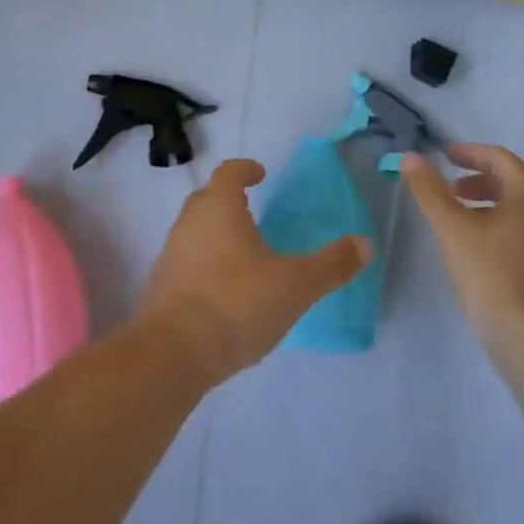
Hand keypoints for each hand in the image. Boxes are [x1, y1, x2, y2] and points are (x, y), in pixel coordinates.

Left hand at [138, 159, 370, 381]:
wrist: (172, 353)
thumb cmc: (237, 304)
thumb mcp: (296, 285)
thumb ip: (332, 264)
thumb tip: (365, 244)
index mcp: (219, 209)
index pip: (228, 173)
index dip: (245, 169)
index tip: (260, 174)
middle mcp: (188, 224)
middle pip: (206, 199)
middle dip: (228, 201)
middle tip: (252, 211)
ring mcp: (169, 255)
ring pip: (193, 233)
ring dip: (214, 235)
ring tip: (242, 254)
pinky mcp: (159, 288)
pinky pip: (185, 264)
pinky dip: (203, 267)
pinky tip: (222, 292)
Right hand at [400, 145, 523, 343]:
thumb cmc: (490, 271)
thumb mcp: (452, 227)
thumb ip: (429, 190)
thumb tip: (410, 158)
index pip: (499, 158)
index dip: (469, 152)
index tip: (444, 155)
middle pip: (511, 180)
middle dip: (477, 178)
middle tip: (447, 186)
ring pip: (516, 206)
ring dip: (485, 201)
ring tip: (456, 215)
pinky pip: (521, 228)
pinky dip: (496, 222)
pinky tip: (474, 243)